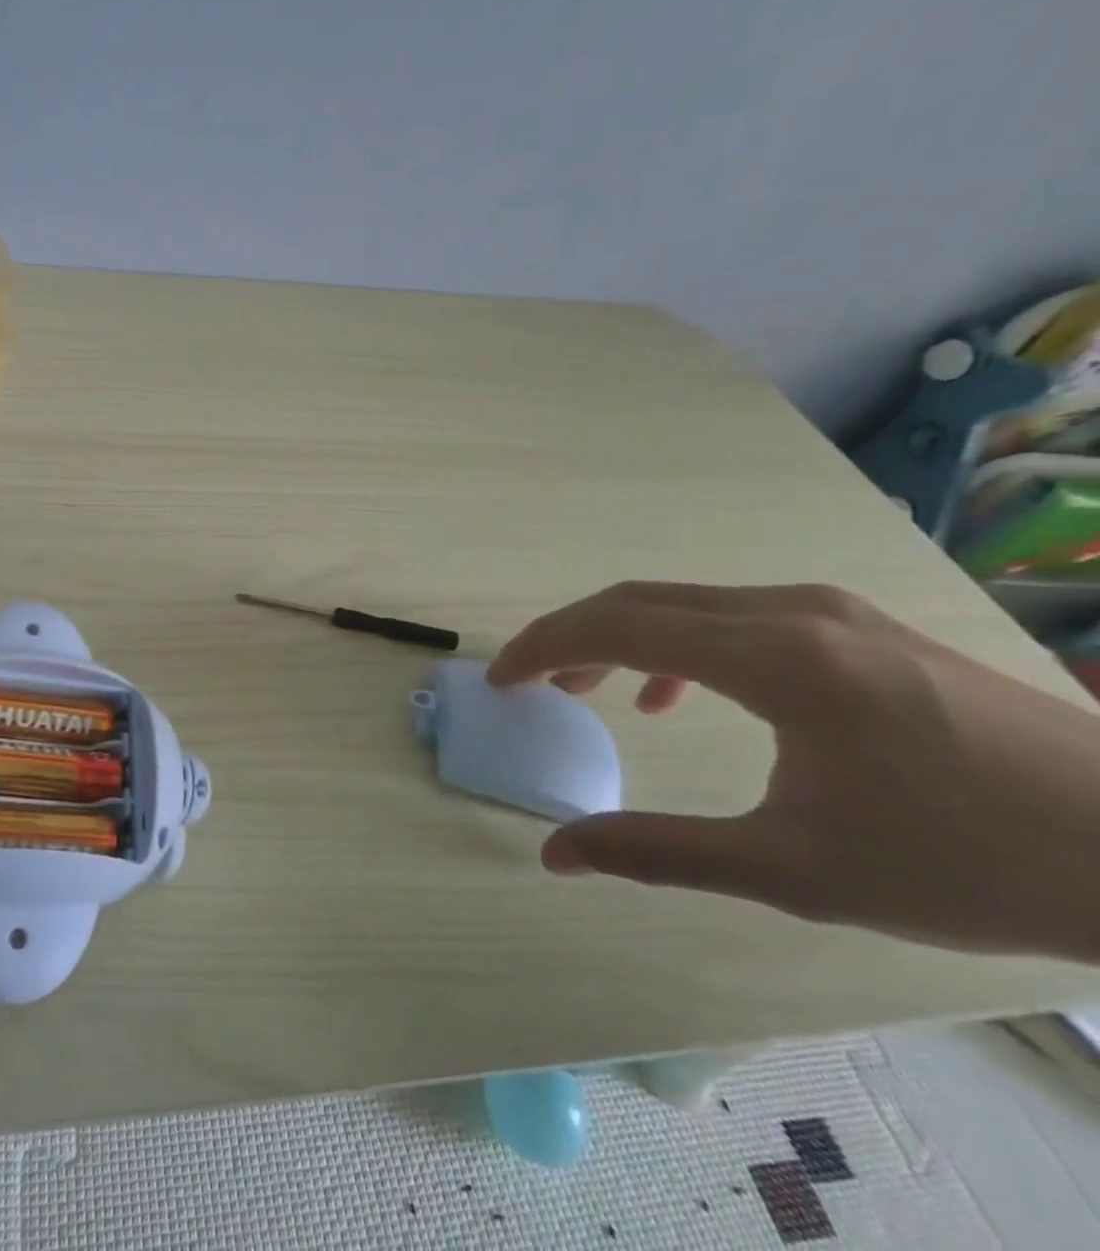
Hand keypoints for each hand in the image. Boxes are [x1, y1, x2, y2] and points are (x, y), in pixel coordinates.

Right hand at [489, 582, 1099, 961]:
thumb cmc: (969, 863)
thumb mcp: (795, 871)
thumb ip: (659, 852)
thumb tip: (555, 853)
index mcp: (775, 658)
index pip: (617, 624)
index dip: (543, 647)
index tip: (502, 681)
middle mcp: (792, 612)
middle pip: (638, 600)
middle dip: (567, 637)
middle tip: (527, 684)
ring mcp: (828, 611)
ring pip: (682, 603)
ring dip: (617, 638)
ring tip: (585, 691)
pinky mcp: (853, 627)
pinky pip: (729, 616)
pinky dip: (674, 644)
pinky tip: (673, 695)